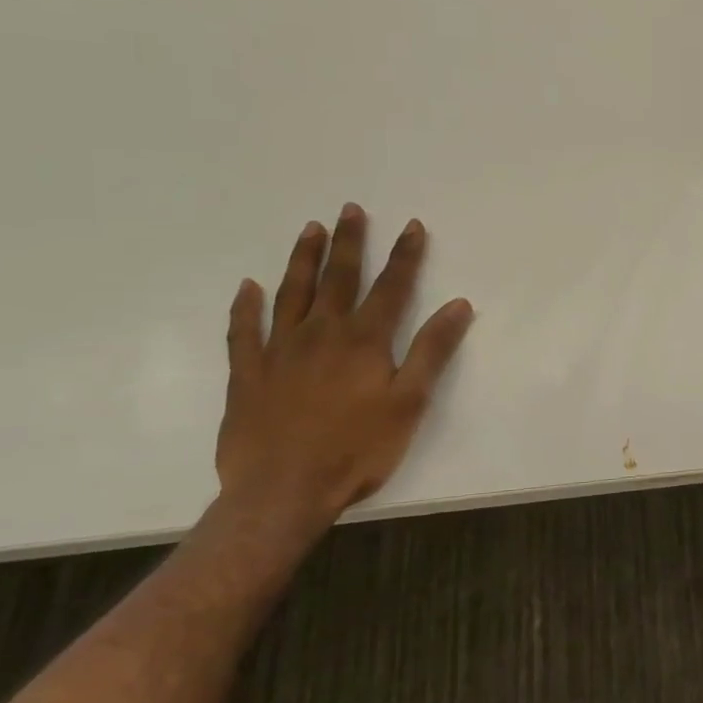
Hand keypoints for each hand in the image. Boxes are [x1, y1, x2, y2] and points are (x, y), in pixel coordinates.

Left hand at [215, 204, 473, 531]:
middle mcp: (321, 334)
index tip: (413, 225)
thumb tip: (459, 305)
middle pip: (338, 278)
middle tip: (350, 209)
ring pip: (292, 293)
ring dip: (302, 259)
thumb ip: (432, 351)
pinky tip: (247, 288)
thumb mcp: (409, 403)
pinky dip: (244, 307)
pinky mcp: (247, 375)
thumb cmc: (356, 450)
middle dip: (349, 242)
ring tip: (309, 229)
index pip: (392, 287)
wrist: (281, 493)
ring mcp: (279, 351)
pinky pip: (243, 332)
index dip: (405, 255)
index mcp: (364, 341)